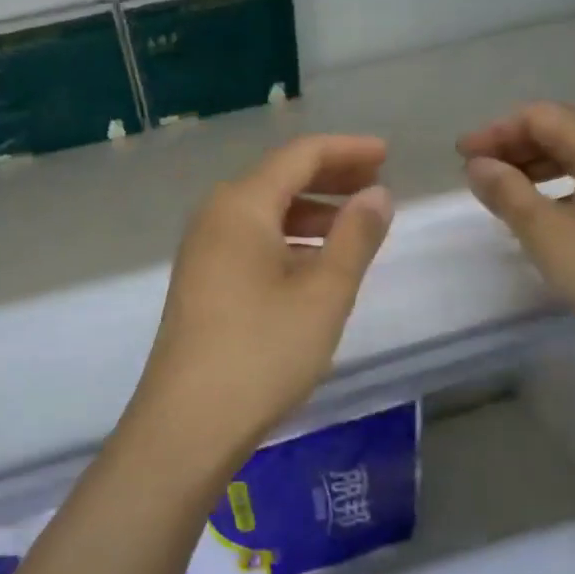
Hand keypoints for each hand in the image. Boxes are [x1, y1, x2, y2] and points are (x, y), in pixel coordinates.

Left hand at [119, 135, 393, 481]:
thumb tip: (377, 194)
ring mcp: (202, 251)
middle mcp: (215, 217)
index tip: (387, 155)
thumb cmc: (263, 352)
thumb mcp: (324, 293)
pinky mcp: (201, 282)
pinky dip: (289, 240)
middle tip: (377, 185)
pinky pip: (251, 241)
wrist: (187, 424)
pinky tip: (315, 264)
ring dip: (311, 212)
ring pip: (265, 212)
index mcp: (241, 205)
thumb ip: (355, 237)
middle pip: (279, 178)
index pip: (300, 155)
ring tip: (355, 226)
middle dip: (330, 178)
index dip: (347, 150)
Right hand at [457, 102, 574, 345]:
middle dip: (511, 147)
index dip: (495, 132)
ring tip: (497, 192)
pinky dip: (553, 185)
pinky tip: (535, 210)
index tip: (460, 157)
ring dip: (530, 167)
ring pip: (571, 155)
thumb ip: (507, 192)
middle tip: (473, 174)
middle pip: (556, 130)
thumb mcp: (546, 232)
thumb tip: (478, 165)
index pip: (538, 117)